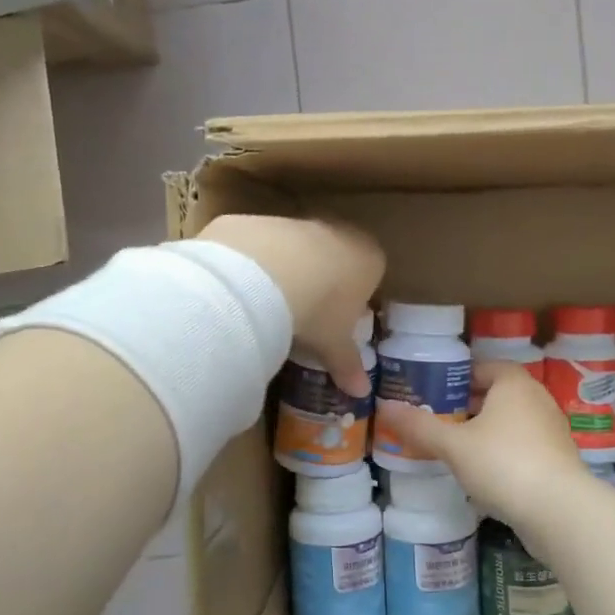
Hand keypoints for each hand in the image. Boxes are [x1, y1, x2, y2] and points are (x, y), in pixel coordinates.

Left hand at [197, 215, 383, 396]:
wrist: (263, 275)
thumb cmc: (318, 311)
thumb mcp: (334, 344)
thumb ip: (348, 364)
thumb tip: (362, 392)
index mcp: (368, 258)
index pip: (372, 274)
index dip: (356, 298)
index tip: (339, 321)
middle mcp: (338, 231)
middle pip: (335, 256)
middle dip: (323, 281)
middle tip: (307, 314)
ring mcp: (297, 222)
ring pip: (297, 249)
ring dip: (287, 272)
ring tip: (270, 306)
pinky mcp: (259, 221)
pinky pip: (261, 246)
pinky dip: (255, 265)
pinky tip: (243, 290)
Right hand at [375, 361, 586, 523]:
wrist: (559, 511)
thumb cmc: (503, 463)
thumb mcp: (453, 445)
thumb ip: (419, 426)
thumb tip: (384, 406)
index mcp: (514, 384)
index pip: (484, 367)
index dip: (458, 378)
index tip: (434, 393)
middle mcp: (537, 400)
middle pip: (498, 394)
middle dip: (469, 406)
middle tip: (438, 420)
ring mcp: (552, 431)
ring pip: (512, 422)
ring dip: (486, 431)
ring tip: (456, 448)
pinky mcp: (558, 461)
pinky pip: (524, 446)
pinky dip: (504, 453)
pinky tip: (484, 474)